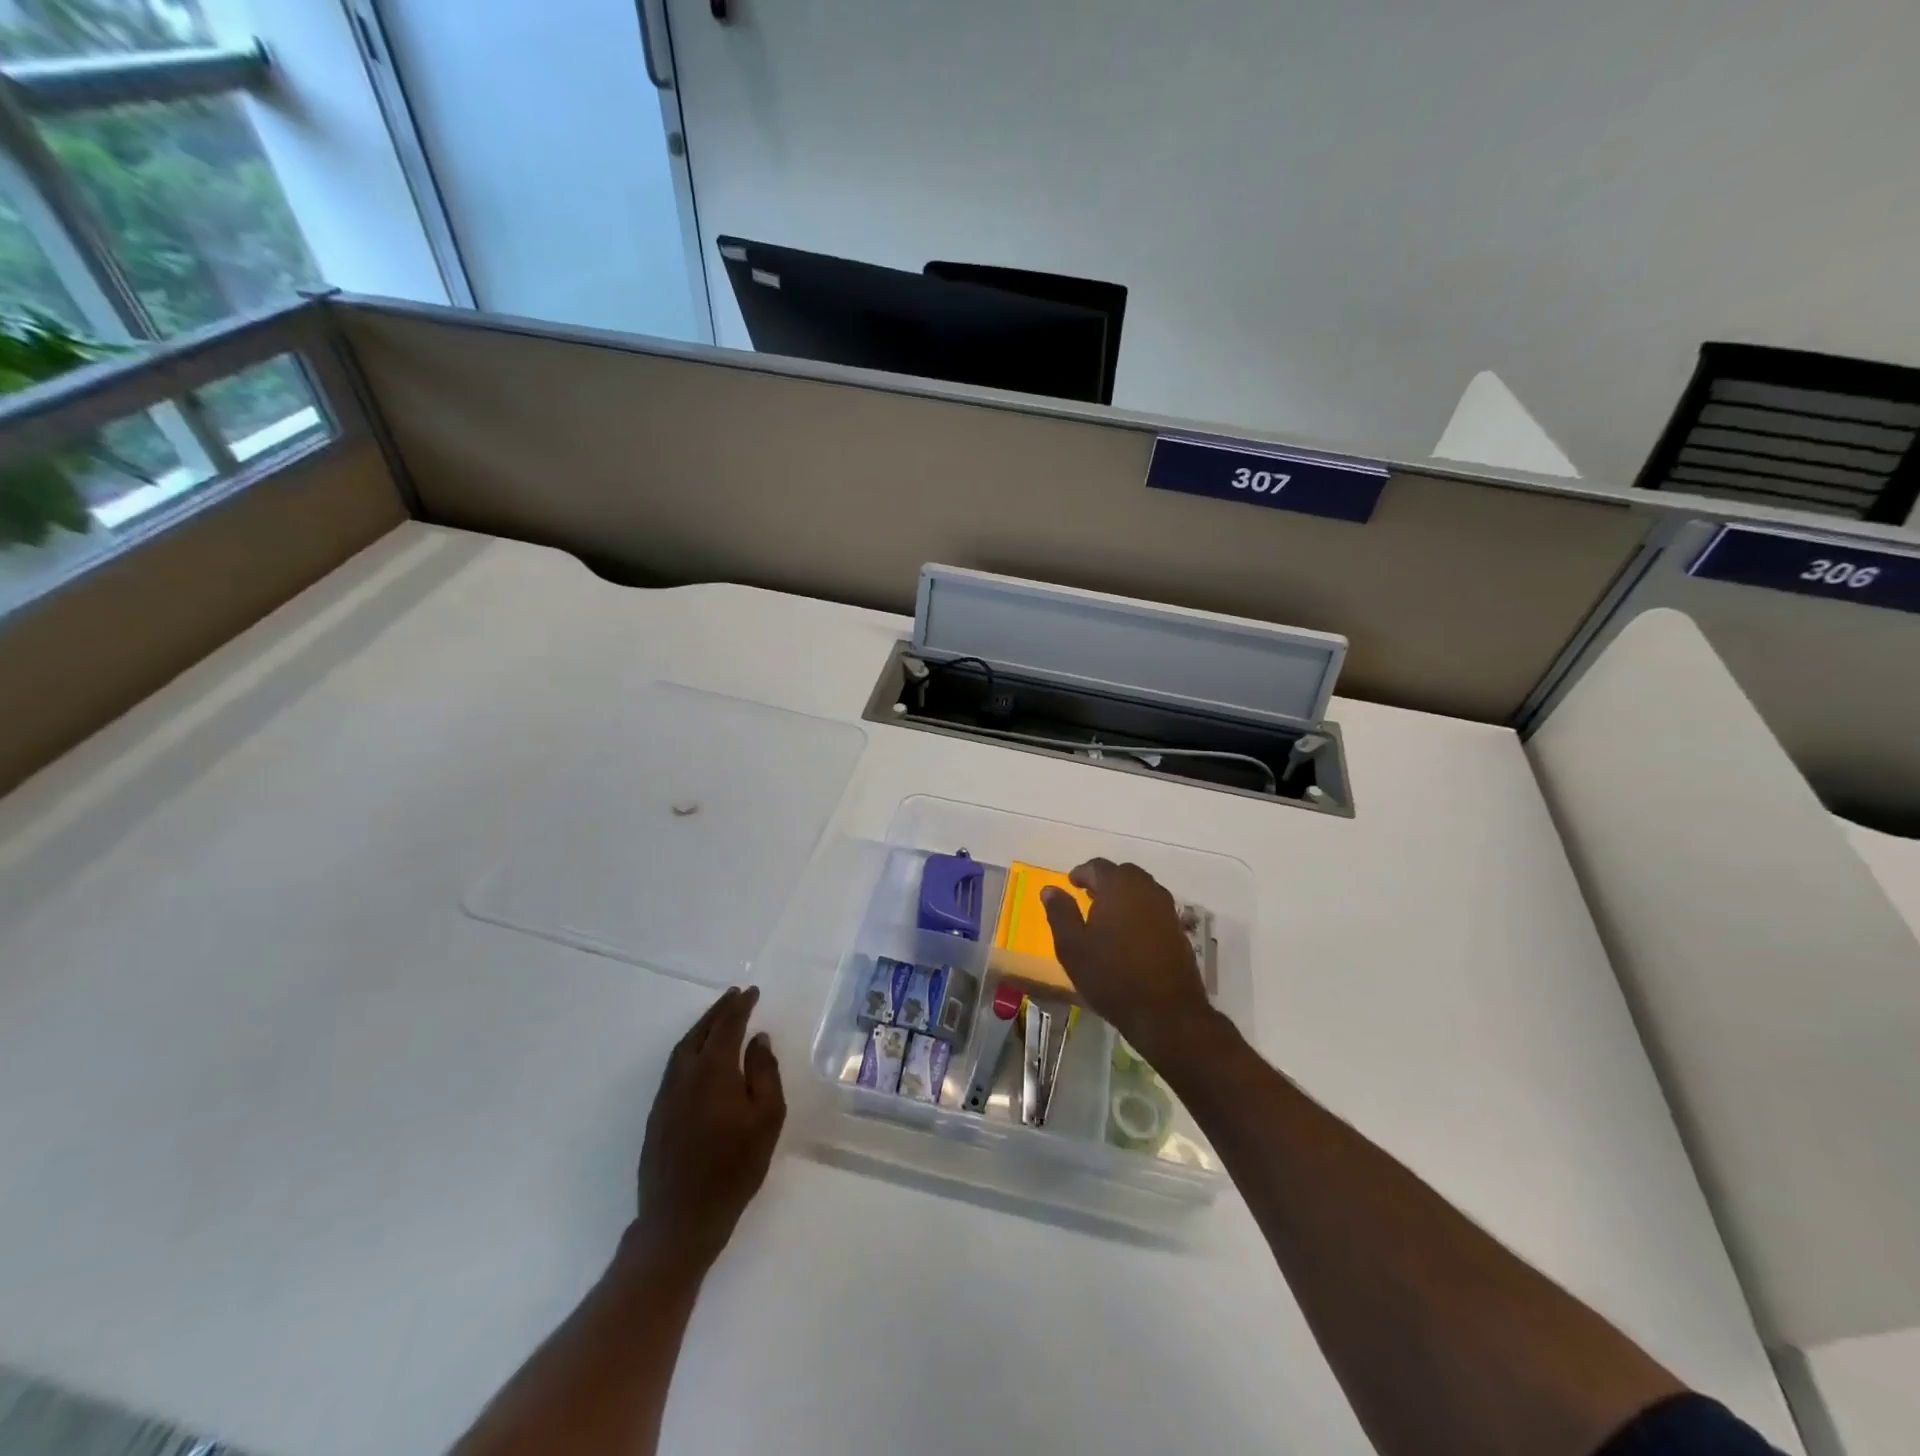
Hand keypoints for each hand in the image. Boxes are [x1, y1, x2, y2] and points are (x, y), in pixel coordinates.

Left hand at [634, 986, 784, 1270]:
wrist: (681, 1219)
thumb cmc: (734, 1167)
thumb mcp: (766, 1118)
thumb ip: (765, 1072)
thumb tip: (758, 1040)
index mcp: (713, 1070)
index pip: (728, 1025)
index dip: (741, 1006)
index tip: (753, 992)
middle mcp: (685, 1074)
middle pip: (702, 1031)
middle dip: (719, 1010)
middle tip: (735, 995)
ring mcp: (667, 1095)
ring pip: (684, 1047)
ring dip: (703, 1027)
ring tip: (719, 1018)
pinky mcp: (658, 1114)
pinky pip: (676, 1066)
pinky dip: (692, 1048)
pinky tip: (701, 1056)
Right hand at [1042, 859, 1216, 1065]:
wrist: (1165, 1012)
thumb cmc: (1111, 976)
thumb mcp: (1073, 946)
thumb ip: (1060, 913)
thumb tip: (1050, 889)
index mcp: (1118, 886)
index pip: (1097, 867)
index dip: (1081, 873)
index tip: (1071, 883)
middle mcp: (1146, 889)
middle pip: (1123, 873)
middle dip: (1104, 880)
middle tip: (1088, 895)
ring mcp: (1166, 909)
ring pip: (1141, 889)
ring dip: (1123, 895)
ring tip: (1107, 914)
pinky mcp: (1178, 929)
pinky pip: (1154, 908)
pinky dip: (1139, 910)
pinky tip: (1128, 932)